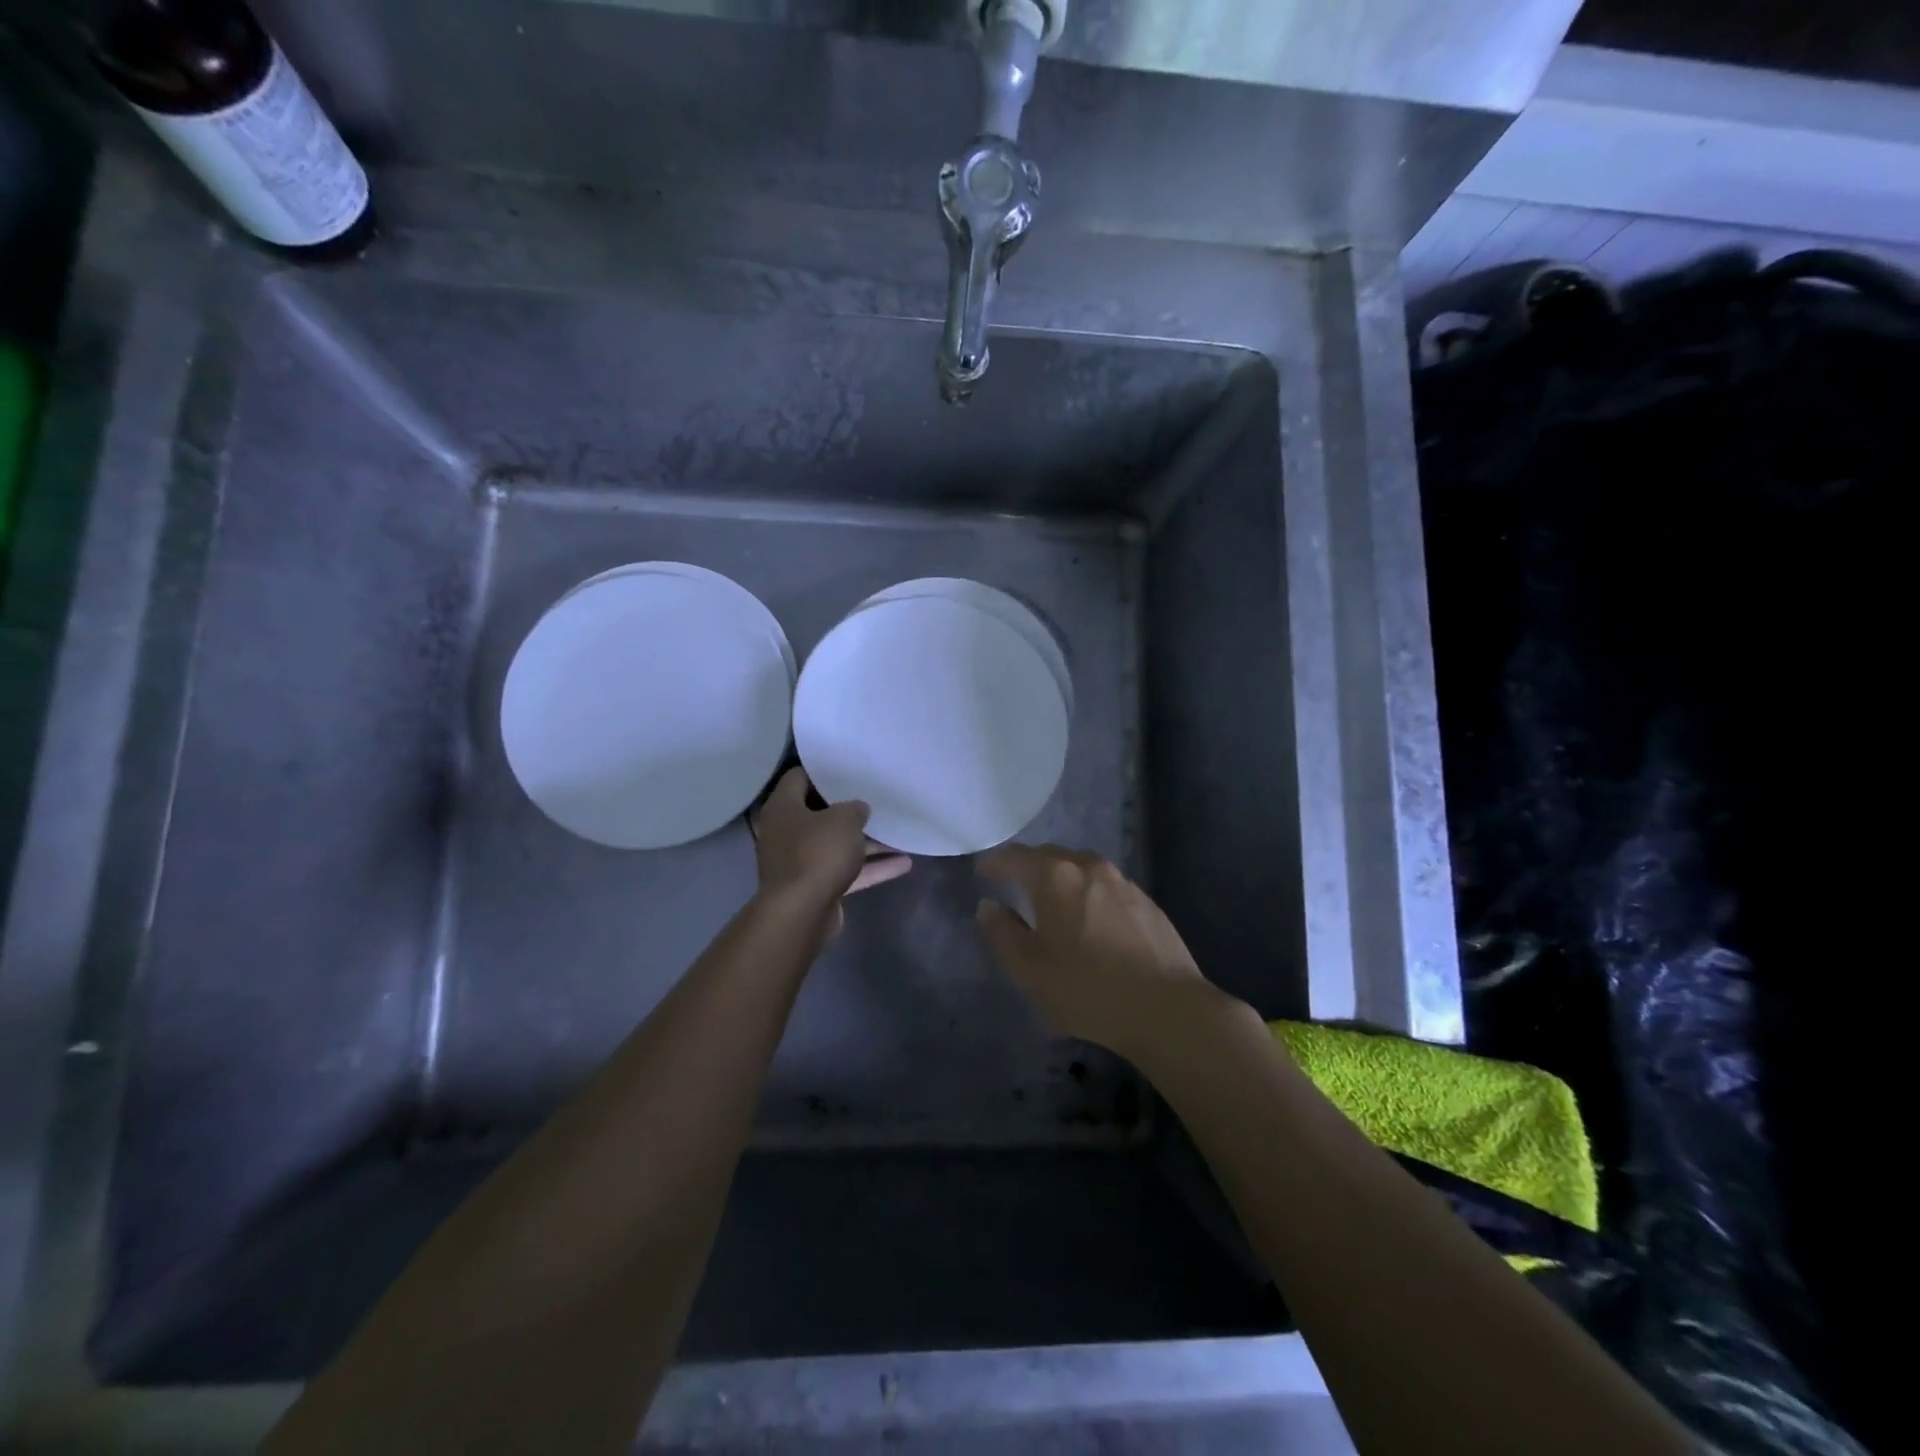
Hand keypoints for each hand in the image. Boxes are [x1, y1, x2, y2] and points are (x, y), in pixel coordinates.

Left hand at [753, 768, 910, 933]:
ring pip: (836, 844)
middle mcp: (786, 832)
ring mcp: (799, 861)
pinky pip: (845, 871)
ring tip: (898, 831)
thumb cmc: (817, 853)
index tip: (850, 769)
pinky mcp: (814, 887)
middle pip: (819, 813)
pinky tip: (903, 863)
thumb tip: (857, 809)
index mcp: (784, 807)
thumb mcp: (844, 819)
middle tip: (876, 797)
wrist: (800, 913)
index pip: (800, 777)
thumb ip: (854, 808)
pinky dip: (870, 868)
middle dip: (849, 809)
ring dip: (866, 842)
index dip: (824, 770)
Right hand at [975, 844, 1215, 1058]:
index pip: (1015, 857)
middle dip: (1029, 866)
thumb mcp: (1029, 969)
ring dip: (1062, 878)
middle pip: (1050, 856)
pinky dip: (1089, 894)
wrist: (1166, 1007)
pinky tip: (1091, 920)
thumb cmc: (1086, 988)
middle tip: (1014, 885)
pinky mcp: (1147, 902)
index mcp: (1056, 876)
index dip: (995, 863)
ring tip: (1053, 901)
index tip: (982, 872)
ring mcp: (1123, 882)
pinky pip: (1106, 887)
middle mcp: (1089, 867)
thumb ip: (1002, 932)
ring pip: (1082, 868)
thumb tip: (989, 906)